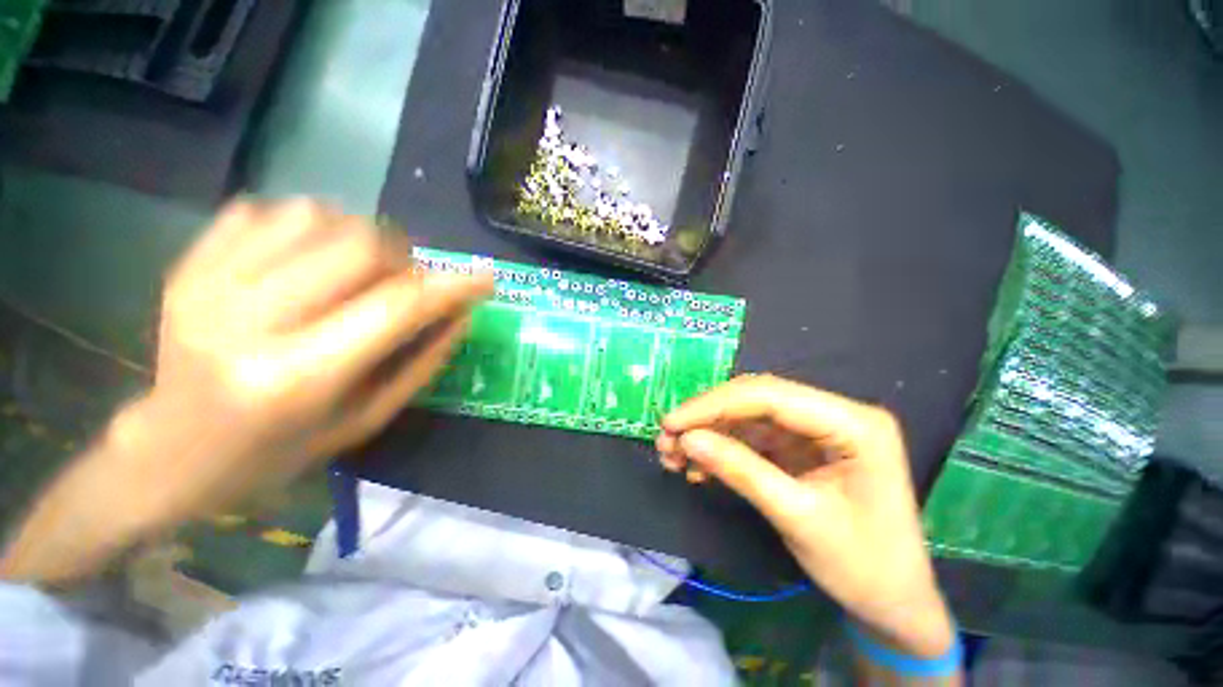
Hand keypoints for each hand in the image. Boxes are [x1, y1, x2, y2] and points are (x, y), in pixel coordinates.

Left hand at [1, 200, 492, 585]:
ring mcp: (213, 282)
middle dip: (393, 254)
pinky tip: (282, 259)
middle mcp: (249, 321)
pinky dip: (289, 226)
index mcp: (290, 383)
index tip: (481, 275)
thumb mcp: (339, 435)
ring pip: (312, 212)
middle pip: (355, 242)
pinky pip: (262, 209)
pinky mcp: (191, 261)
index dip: (445, 286)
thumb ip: (403, 372)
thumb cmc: (261, 462)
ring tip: (334, 266)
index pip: (389, 310)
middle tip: (394, 276)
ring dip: (342, 232)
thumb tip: (458, 313)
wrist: (172, 448)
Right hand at [656, 375, 953, 657]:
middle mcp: (848, 418)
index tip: (668, 423)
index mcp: (856, 423)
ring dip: (722, 438)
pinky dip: (740, 457)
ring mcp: (837, 438)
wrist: (892, 597)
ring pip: (768, 425)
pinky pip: (777, 448)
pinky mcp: (826, 459)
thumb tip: (688, 439)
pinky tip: (707, 469)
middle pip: (771, 404)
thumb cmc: (858, 561)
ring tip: (676, 458)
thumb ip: (744, 472)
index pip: (776, 396)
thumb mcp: (798, 517)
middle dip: (715, 420)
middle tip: (665, 443)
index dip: (717, 405)